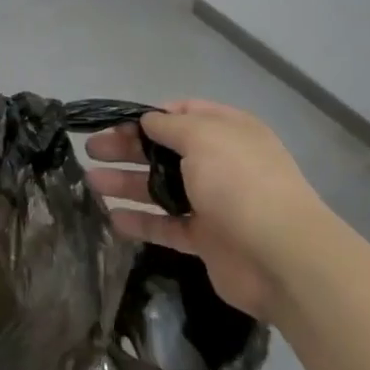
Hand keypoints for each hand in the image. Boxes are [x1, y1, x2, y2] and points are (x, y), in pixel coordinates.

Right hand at [86, 100, 328, 320]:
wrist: (279, 255)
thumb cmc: (239, 182)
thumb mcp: (203, 137)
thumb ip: (170, 126)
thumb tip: (148, 119)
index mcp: (228, 132)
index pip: (185, 114)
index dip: (150, 116)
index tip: (117, 122)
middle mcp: (220, 163)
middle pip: (166, 151)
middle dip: (128, 148)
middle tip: (92, 150)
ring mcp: (213, 203)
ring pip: (162, 188)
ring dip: (126, 183)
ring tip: (90, 182)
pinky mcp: (205, 239)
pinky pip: (166, 226)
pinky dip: (141, 222)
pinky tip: (112, 218)